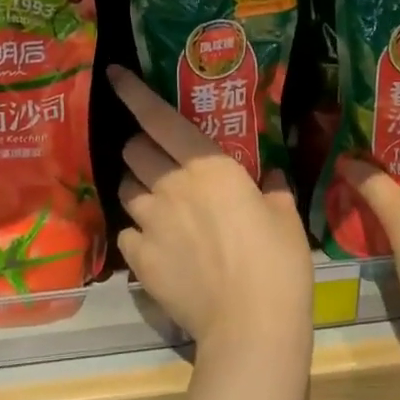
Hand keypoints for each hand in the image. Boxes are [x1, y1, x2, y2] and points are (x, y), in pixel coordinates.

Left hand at [109, 66, 312, 359]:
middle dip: (141, 147)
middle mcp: (169, 185)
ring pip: (125, 188)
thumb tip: (273, 175)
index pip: (158, 117)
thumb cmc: (277, 262)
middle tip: (161, 159)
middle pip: (133, 150)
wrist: (250, 325)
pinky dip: (138, 232)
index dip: (132, 92)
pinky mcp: (138, 260)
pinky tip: (157, 245)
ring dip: (138, 187)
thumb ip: (274, 188)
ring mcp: (149, 223)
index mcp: (206, 165)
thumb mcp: (285, 216)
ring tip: (158, 202)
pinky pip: (126, 232)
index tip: (114, 74)